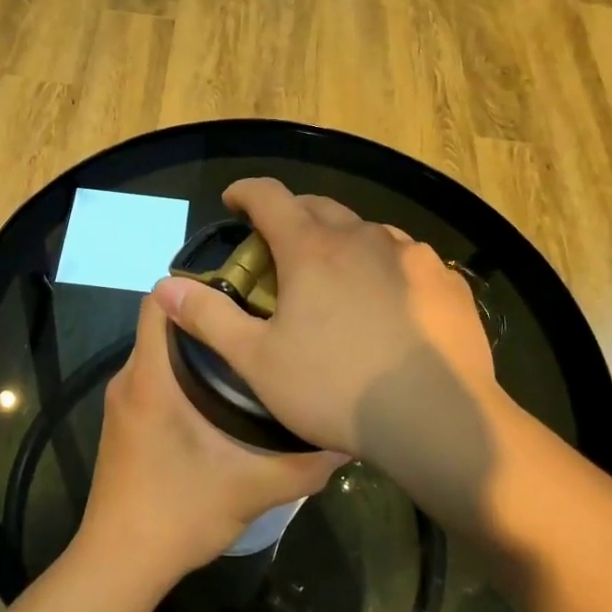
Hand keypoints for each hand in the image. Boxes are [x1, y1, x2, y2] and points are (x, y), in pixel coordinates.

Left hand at [80, 291, 345, 578]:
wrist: (119, 564)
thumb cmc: (178, 514)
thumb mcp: (252, 489)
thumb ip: (303, 464)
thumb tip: (348, 440)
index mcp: (150, 379)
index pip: (158, 302)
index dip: (195, 287)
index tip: (243, 291)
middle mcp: (129, 380)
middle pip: (163, 325)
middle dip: (209, 319)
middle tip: (261, 324)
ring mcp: (123, 403)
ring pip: (159, 353)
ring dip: (198, 350)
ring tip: (251, 357)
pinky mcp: (125, 424)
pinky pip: (154, 379)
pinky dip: (183, 376)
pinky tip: (223, 399)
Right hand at [149, 178, 508, 535]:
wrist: (437, 419)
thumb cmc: (336, 389)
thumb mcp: (258, 361)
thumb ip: (209, 318)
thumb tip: (164, 287)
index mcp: (312, 249)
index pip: (270, 197)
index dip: (246, 192)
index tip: (234, 200)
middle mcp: (363, 238)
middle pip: (319, 207)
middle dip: (293, 216)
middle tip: (279, 246)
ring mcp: (412, 257)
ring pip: (367, 232)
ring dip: (343, 242)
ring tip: (336, 277)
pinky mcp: (447, 282)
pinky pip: (407, 261)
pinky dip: (386, 268)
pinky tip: (389, 304)